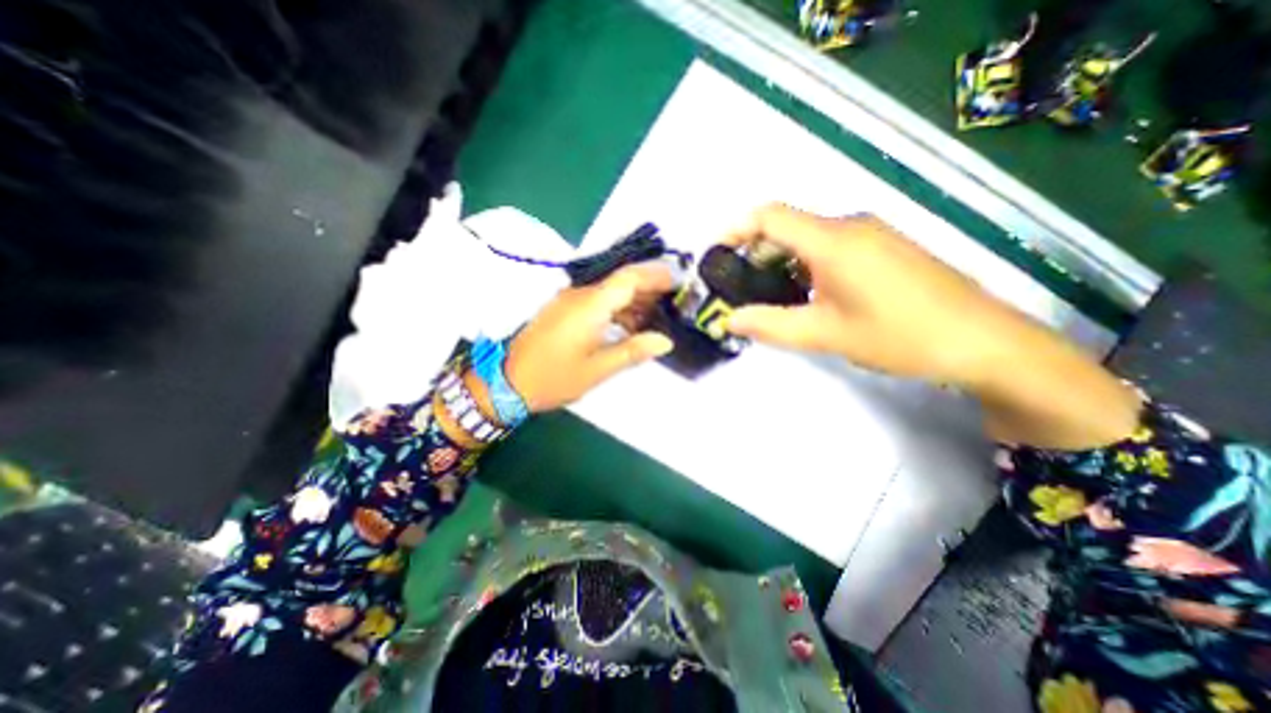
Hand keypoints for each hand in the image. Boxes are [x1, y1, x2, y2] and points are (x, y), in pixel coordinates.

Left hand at [506, 261, 673, 411]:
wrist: (507, 381)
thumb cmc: (554, 377)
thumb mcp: (597, 370)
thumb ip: (632, 352)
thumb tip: (665, 341)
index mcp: (590, 306)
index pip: (628, 278)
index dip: (655, 275)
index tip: (678, 279)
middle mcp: (580, 295)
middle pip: (620, 282)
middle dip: (649, 287)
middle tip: (674, 299)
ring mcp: (569, 302)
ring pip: (609, 292)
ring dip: (634, 299)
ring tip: (658, 315)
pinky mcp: (563, 311)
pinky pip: (597, 302)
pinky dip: (617, 309)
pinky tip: (629, 324)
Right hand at [720, 203, 1137, 448]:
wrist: (983, 342)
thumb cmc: (899, 336)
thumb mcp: (826, 334)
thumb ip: (772, 325)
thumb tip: (730, 320)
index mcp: (833, 241)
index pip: (770, 216)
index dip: (736, 230)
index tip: (716, 256)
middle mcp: (850, 226)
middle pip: (787, 226)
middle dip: (755, 253)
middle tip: (739, 288)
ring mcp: (872, 235)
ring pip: (809, 238)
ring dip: (781, 262)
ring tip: (768, 296)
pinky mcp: (885, 248)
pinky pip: (831, 247)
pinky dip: (806, 265)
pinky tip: (807, 295)